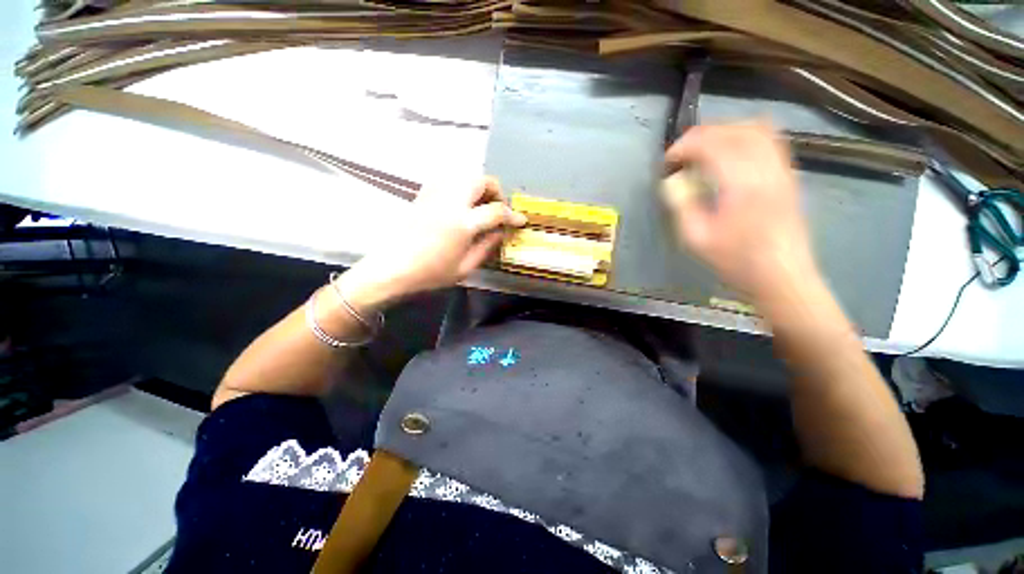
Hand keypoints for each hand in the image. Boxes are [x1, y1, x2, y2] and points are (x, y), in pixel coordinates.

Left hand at [341, 177, 525, 309]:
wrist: (393, 267)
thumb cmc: (431, 273)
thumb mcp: (465, 267)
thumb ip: (487, 246)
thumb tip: (501, 232)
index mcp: (463, 223)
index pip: (496, 211)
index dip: (512, 215)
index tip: (520, 220)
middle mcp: (450, 202)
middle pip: (481, 180)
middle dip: (496, 191)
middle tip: (498, 209)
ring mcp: (435, 195)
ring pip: (464, 175)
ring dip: (479, 186)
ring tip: (481, 204)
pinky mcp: (424, 194)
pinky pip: (448, 179)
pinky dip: (461, 185)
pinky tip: (461, 202)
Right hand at [663, 122, 821, 306]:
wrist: (783, 277)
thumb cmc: (736, 262)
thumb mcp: (697, 239)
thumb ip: (682, 205)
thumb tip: (672, 181)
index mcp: (742, 184)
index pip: (711, 145)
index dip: (684, 147)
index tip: (667, 162)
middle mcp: (766, 169)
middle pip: (734, 130)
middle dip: (702, 135)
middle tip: (681, 153)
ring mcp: (782, 170)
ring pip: (756, 129)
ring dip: (724, 131)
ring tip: (703, 149)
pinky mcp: (788, 176)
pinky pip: (770, 140)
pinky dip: (745, 137)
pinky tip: (731, 153)